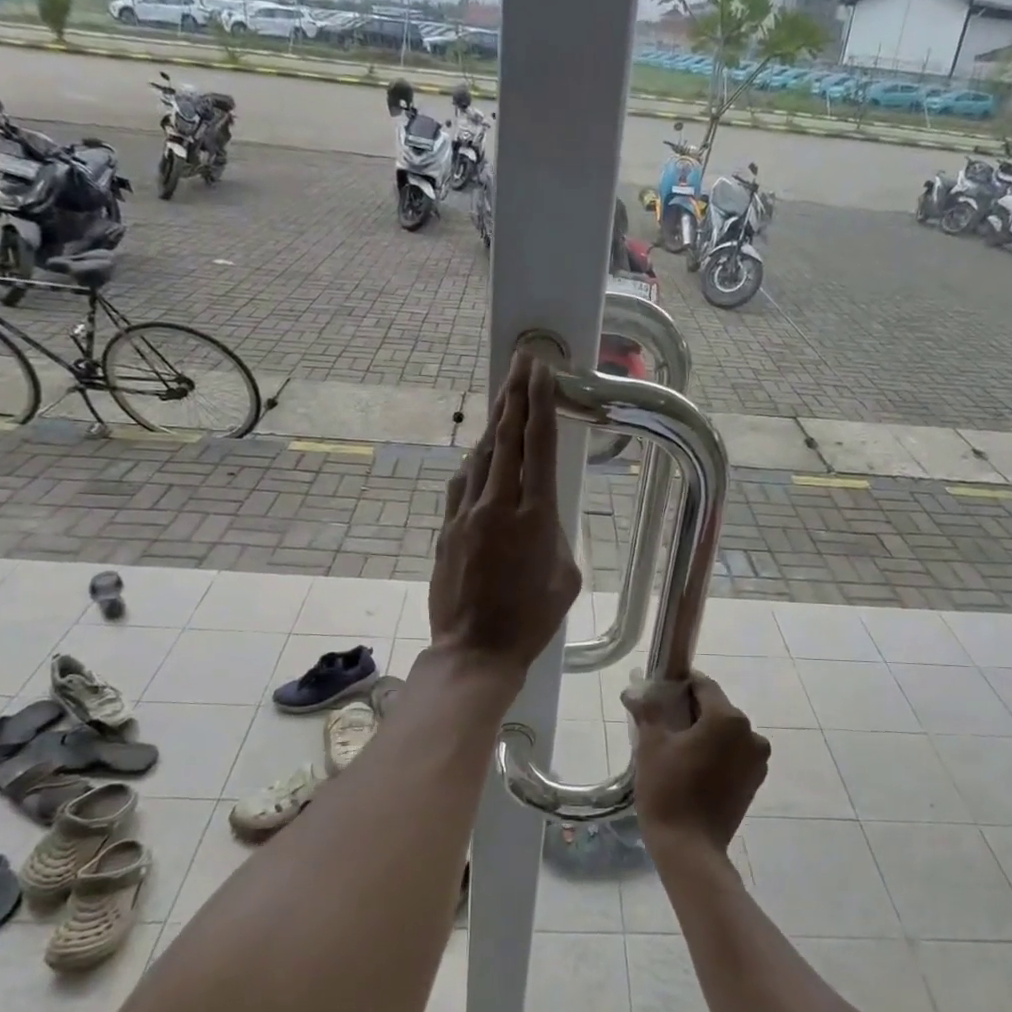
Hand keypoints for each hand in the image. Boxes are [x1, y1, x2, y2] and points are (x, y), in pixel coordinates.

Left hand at [429, 350, 581, 678]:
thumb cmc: (531, 620)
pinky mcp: (446, 529)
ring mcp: (466, 515)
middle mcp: (498, 505)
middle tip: (521, 362)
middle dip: (515, 395)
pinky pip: (462, 484)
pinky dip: (475, 463)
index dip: (539, 402)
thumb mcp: (565, 577)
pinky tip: (481, 454)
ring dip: (495, 424)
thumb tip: (545, 516)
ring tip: (505, 397)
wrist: (475, 650)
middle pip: (507, 438)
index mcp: (535, 516)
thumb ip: (558, 536)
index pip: (538, 445)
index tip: (540, 371)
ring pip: (482, 456)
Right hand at [623, 674, 769, 857]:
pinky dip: (715, 753)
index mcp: (728, 718)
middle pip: (716, 709)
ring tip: (675, 748)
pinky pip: (732, 754)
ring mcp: (756, 760)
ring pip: (725, 733)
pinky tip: (692, 766)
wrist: (689, 848)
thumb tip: (634, 691)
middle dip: (690, 711)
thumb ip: (647, 710)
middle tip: (661, 722)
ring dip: (704, 733)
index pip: (703, 686)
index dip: (680, 685)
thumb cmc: (668, 790)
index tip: (658, 692)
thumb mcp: (651, 744)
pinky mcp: (754, 781)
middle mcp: (751, 734)